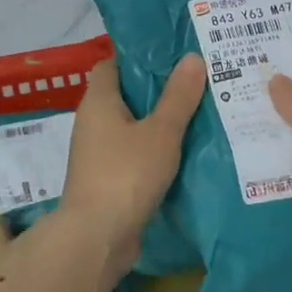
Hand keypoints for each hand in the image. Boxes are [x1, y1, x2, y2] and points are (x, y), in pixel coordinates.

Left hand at [60, 54, 206, 273]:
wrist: (97, 238)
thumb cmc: (126, 174)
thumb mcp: (161, 131)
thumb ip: (179, 96)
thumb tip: (192, 58)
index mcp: (98, 101)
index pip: (113, 64)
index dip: (139, 56)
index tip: (171, 54)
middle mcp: (93, 122)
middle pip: (125, 94)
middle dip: (158, 89)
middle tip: (196, 80)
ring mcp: (98, 153)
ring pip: (132, 126)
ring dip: (159, 121)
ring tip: (199, 111)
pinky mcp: (107, 179)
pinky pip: (134, 153)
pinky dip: (155, 149)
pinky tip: (185, 150)